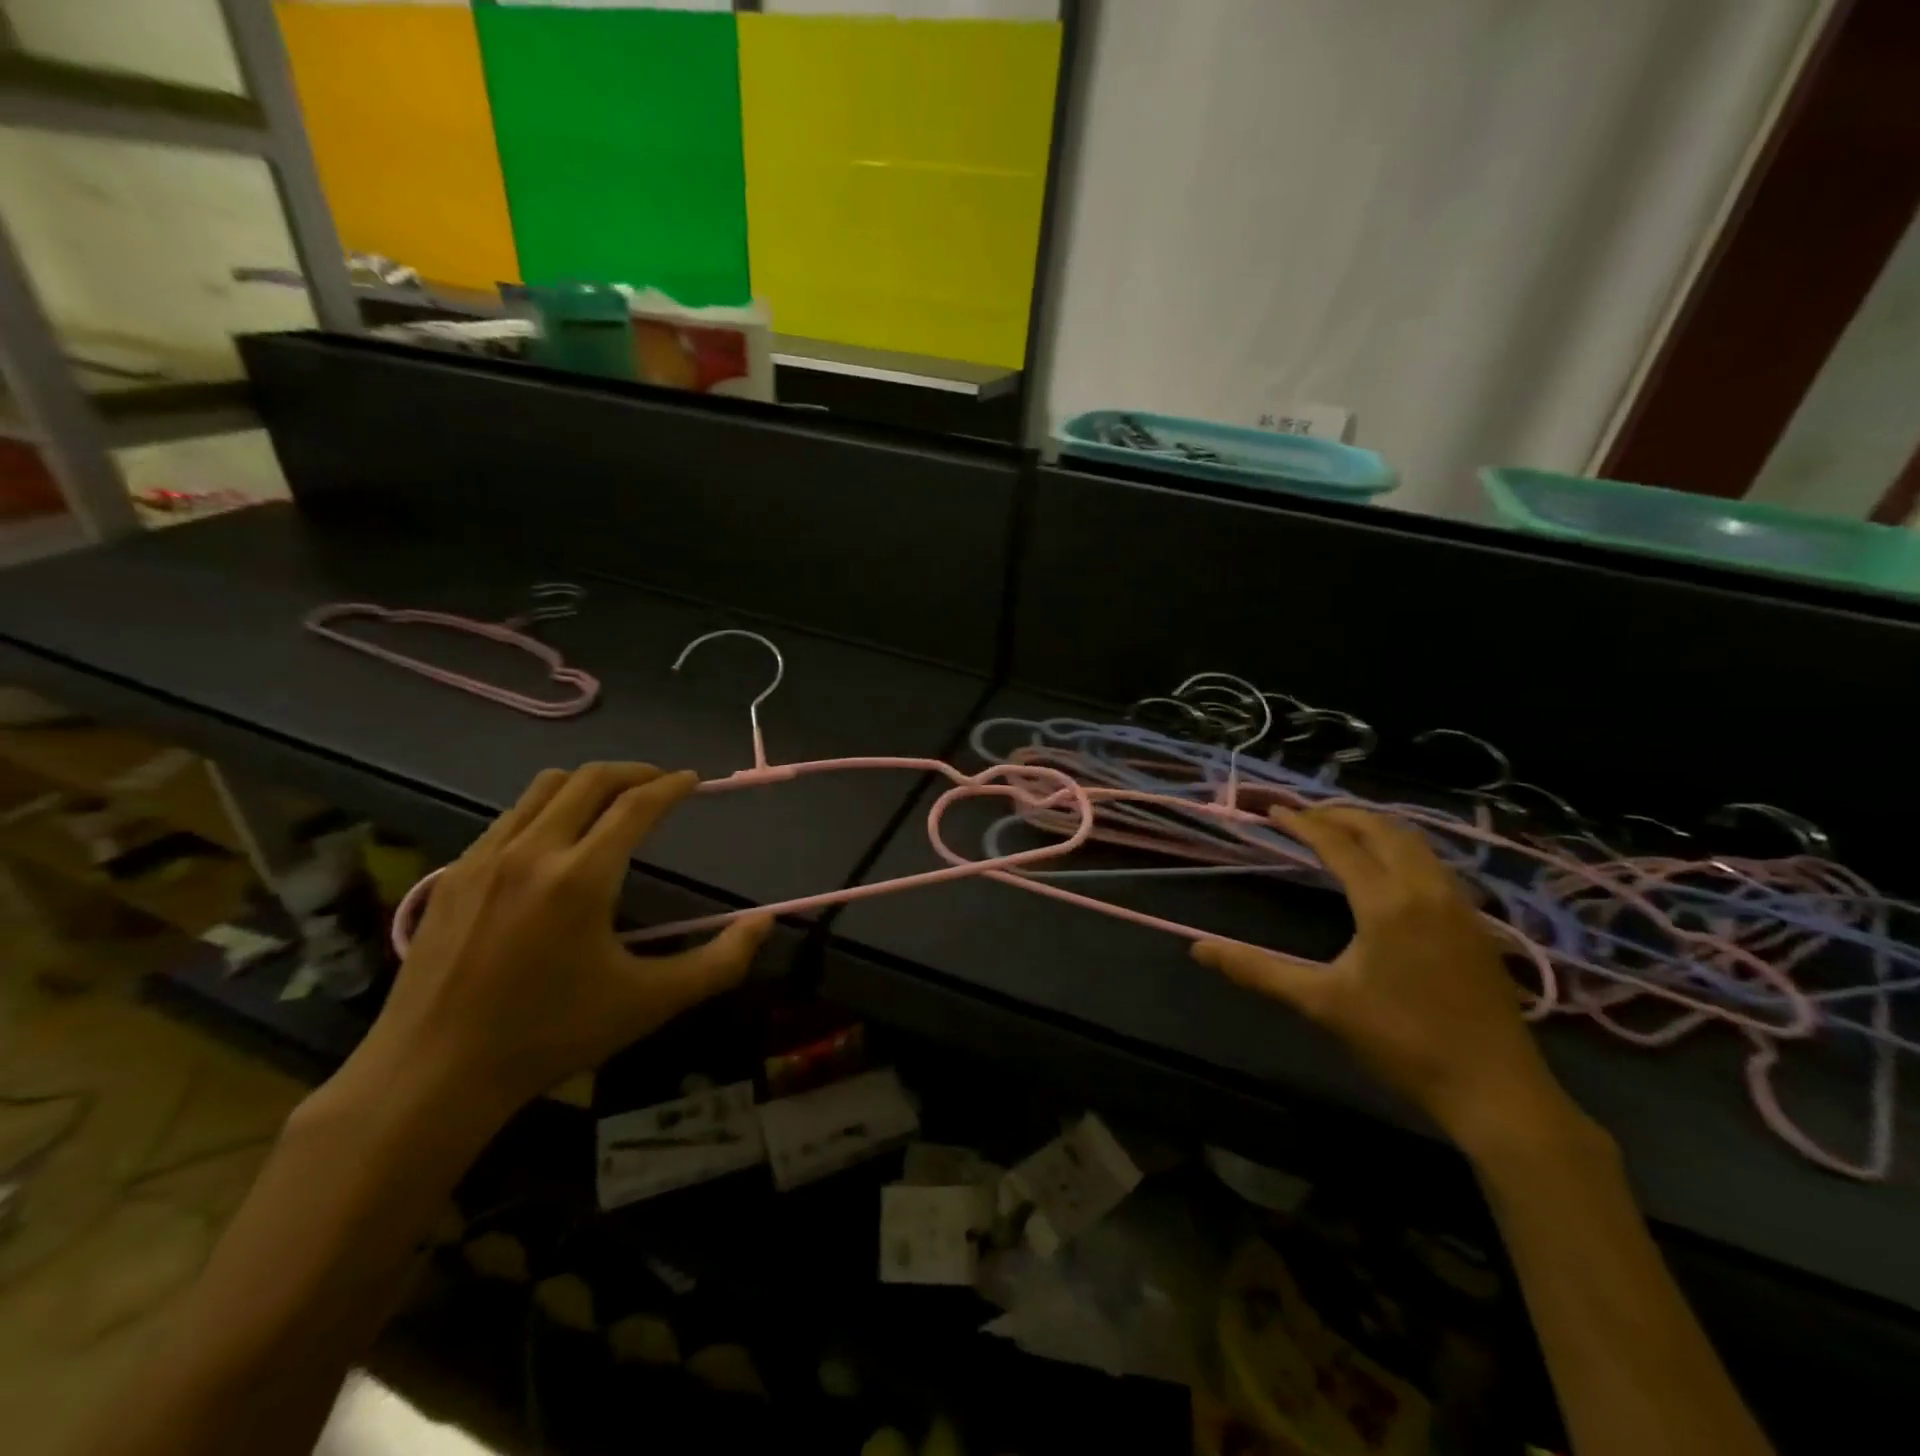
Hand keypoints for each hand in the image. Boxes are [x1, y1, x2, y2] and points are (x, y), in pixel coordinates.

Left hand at [347, 764, 770, 1117]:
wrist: (432, 1076)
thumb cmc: (551, 1036)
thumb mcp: (650, 1003)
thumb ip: (718, 962)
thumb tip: (764, 923)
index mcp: (581, 878)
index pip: (637, 805)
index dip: (672, 786)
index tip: (693, 780)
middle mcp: (531, 852)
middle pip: (590, 779)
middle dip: (634, 772)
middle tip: (660, 783)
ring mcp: (483, 858)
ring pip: (544, 788)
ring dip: (588, 783)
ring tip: (612, 802)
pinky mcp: (452, 875)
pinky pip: (509, 817)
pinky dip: (546, 809)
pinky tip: (557, 841)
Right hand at [1194, 804, 1576, 1154]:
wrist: (1495, 1090)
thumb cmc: (1401, 1042)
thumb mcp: (1321, 1003)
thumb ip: (1258, 969)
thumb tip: (1198, 949)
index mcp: (1386, 902)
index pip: (1338, 844)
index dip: (1303, 823)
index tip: (1274, 810)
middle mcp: (1426, 890)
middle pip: (1382, 829)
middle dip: (1340, 814)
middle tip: (1304, 815)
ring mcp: (1458, 904)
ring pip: (1414, 842)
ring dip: (1374, 827)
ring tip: (1341, 831)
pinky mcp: (1476, 924)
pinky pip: (1434, 863)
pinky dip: (1401, 848)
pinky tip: (1388, 870)